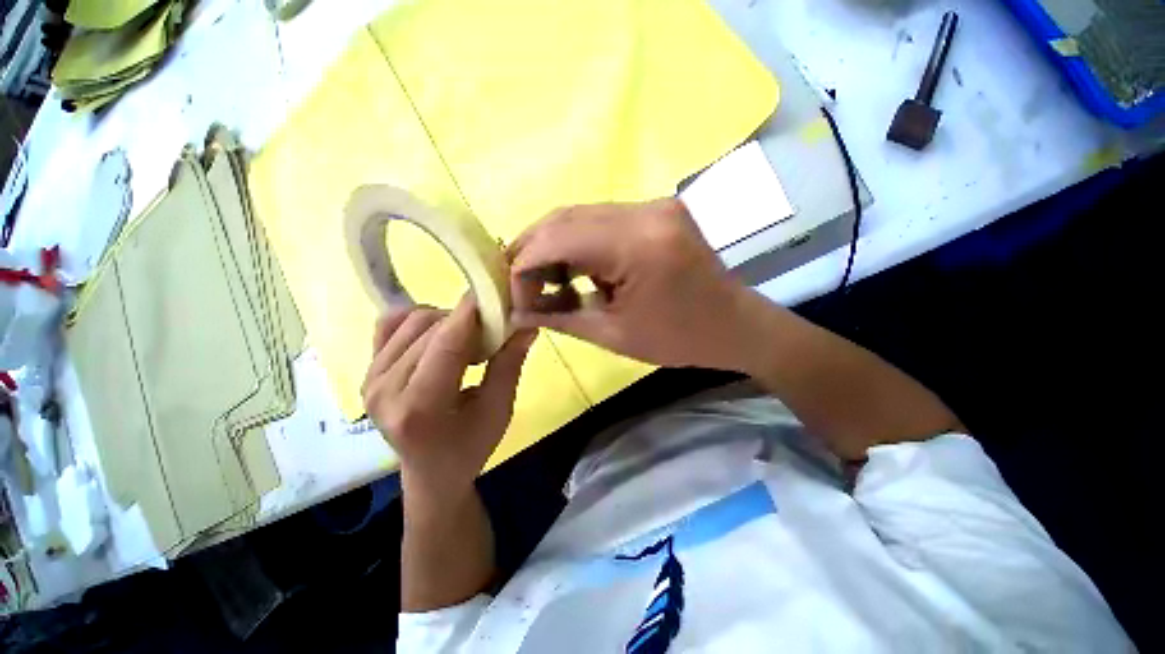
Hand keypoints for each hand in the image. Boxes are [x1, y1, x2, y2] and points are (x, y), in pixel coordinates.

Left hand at [361, 302, 535, 494]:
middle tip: (492, 327)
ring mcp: (369, 379)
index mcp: (420, 406)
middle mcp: (384, 389)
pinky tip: (438, 337)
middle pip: (430, 329)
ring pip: (411, 321)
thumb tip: (527, 323)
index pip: (446, 342)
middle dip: (466, 319)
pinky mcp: (367, 373)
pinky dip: (419, 321)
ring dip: (445, 321)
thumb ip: (510, 363)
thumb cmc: (470, 447)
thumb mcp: (499, 409)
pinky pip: (390, 326)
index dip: (472, 311)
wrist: (431, 473)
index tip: (496, 290)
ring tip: (467, 340)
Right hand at [508, 198, 769, 370]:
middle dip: (533, 251)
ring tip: (540, 280)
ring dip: (553, 246)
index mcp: (639, 244)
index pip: (558, 239)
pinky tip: (571, 270)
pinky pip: (602, 221)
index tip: (512, 295)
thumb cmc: (679, 340)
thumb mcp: (613, 335)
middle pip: (566, 218)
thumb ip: (559, 317)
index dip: (524, 265)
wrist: (735, 326)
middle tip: (517, 283)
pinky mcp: (656, 211)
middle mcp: (646, 211)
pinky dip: (578, 244)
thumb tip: (515, 311)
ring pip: (581, 216)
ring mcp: (654, 205)